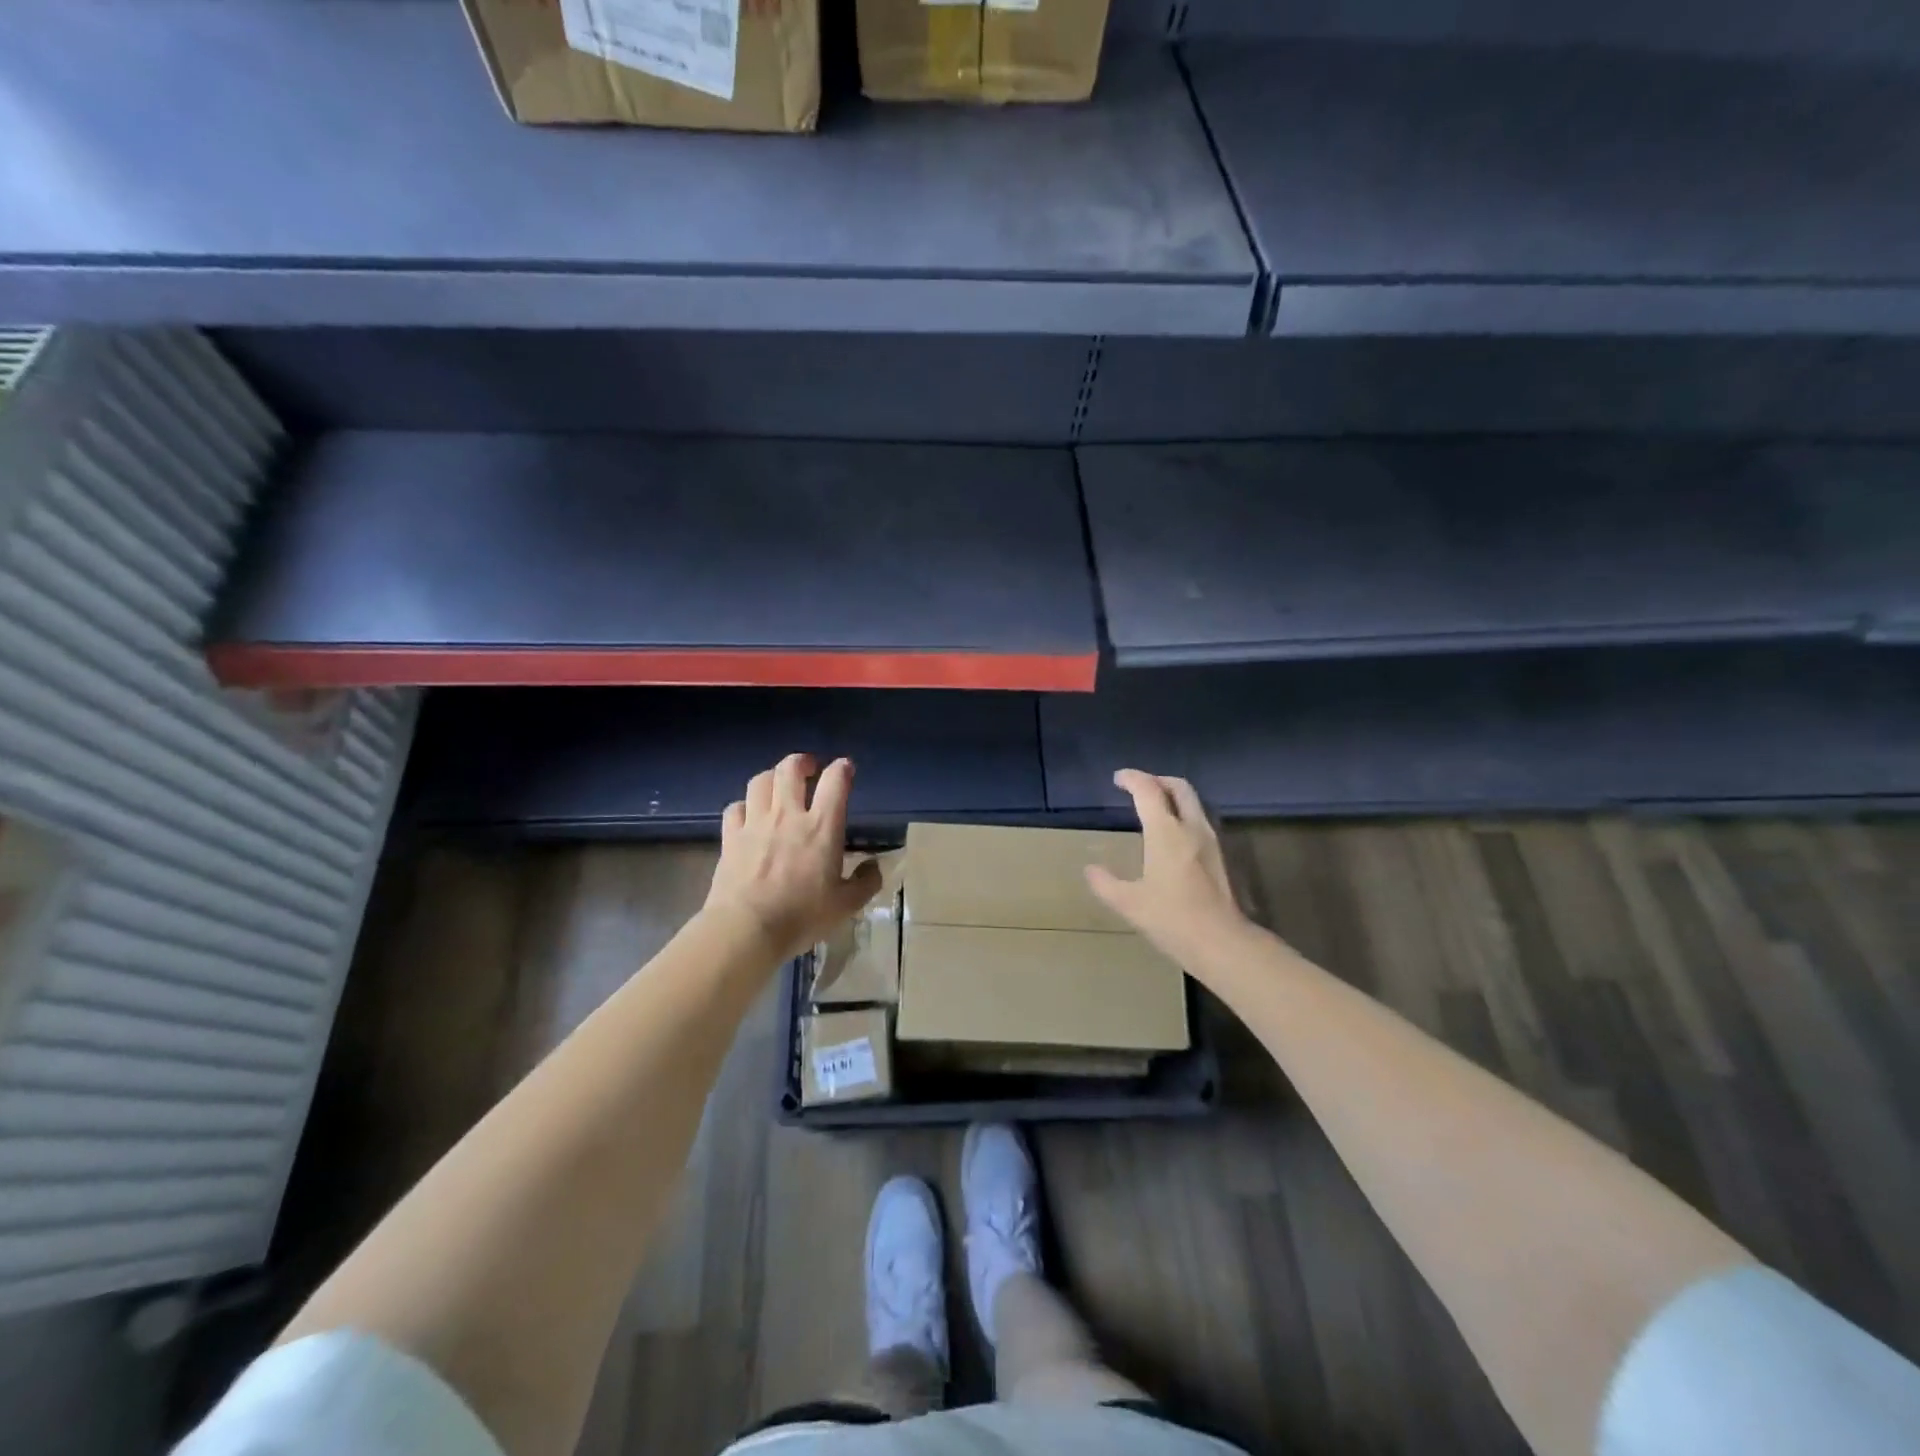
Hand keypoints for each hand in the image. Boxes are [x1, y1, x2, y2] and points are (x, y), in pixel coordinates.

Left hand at [704, 754, 882, 962]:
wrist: (746, 929)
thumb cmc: (802, 916)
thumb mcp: (846, 906)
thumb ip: (865, 882)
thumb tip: (874, 866)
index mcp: (822, 827)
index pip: (835, 781)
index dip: (842, 768)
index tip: (846, 769)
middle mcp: (788, 815)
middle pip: (790, 769)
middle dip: (802, 762)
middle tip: (809, 768)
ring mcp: (755, 823)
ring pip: (760, 781)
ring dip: (772, 777)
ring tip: (778, 786)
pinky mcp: (730, 837)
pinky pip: (735, 808)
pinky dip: (744, 806)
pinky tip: (749, 815)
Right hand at [1086, 769, 1246, 968]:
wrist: (1222, 942)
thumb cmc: (1172, 919)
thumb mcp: (1129, 904)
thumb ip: (1105, 883)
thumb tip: (1090, 869)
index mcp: (1166, 832)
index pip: (1148, 790)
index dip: (1132, 779)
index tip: (1118, 779)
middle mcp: (1191, 827)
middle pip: (1178, 787)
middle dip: (1157, 780)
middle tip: (1138, 786)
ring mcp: (1211, 840)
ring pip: (1194, 802)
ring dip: (1173, 796)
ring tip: (1155, 807)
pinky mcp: (1221, 856)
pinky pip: (1200, 820)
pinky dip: (1184, 814)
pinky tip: (1173, 835)